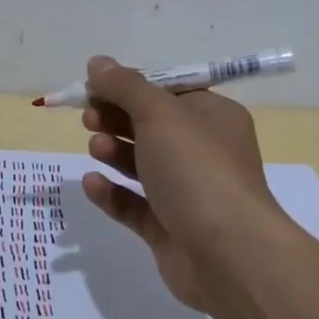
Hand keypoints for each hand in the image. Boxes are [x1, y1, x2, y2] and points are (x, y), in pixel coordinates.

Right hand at [79, 56, 291, 310]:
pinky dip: (112, 193)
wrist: (229, 255)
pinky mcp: (169, 229)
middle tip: (89, 117)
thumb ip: (124, 86)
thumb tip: (97, 63)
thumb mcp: (159, 114)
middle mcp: (203, 151)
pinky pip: (135, 204)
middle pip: (151, 126)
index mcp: (212, 117)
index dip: (129, 86)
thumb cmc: (198, 170)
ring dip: (114, 151)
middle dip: (117, 117)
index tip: (93, 86)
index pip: (166, 91)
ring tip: (94, 147)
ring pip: (142, 165)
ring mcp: (187, 193)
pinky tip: (91, 184)